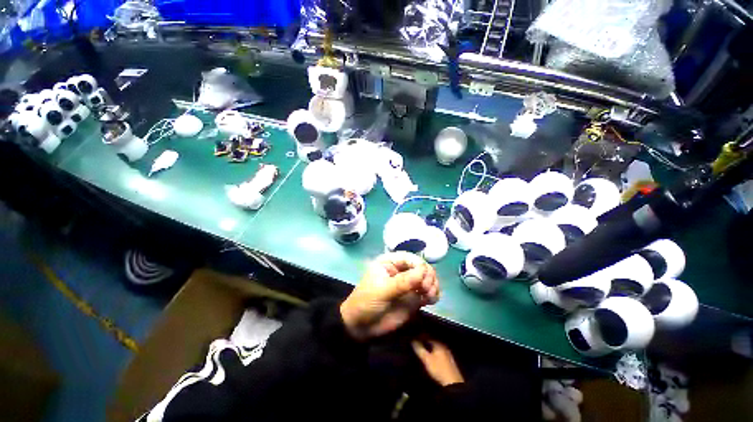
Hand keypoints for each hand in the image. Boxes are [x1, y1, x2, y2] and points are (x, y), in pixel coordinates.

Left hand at [340, 252, 438, 340]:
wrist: (361, 327)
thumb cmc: (366, 302)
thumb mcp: (382, 290)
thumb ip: (402, 282)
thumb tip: (423, 271)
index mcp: (390, 262)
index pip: (410, 258)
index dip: (420, 266)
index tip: (424, 280)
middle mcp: (401, 270)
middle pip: (422, 267)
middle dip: (428, 276)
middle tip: (426, 290)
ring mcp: (409, 284)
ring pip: (428, 278)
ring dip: (433, 285)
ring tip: (430, 296)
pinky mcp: (413, 297)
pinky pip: (428, 292)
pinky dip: (433, 294)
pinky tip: (431, 300)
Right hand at [412, 339, 463, 386]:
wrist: (453, 383)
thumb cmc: (438, 369)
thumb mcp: (426, 359)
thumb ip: (419, 349)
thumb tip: (413, 340)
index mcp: (438, 343)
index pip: (428, 335)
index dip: (420, 336)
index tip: (414, 337)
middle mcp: (443, 345)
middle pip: (432, 340)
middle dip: (425, 340)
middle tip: (417, 342)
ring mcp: (447, 352)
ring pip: (436, 346)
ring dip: (429, 346)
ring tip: (422, 347)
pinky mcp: (449, 360)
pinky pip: (439, 351)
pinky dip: (433, 351)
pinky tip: (430, 355)